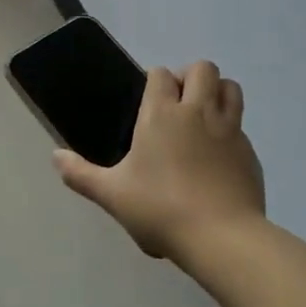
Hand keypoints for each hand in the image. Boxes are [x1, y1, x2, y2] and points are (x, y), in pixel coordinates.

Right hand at [54, 62, 265, 260]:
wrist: (221, 237)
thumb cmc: (160, 209)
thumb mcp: (112, 194)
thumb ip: (81, 174)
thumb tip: (56, 157)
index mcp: (161, 114)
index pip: (160, 74)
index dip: (154, 81)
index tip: (148, 100)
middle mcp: (197, 112)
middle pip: (202, 69)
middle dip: (190, 77)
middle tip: (177, 104)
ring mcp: (229, 130)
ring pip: (230, 88)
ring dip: (217, 92)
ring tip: (202, 118)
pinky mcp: (249, 153)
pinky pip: (240, 126)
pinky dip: (229, 130)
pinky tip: (216, 157)